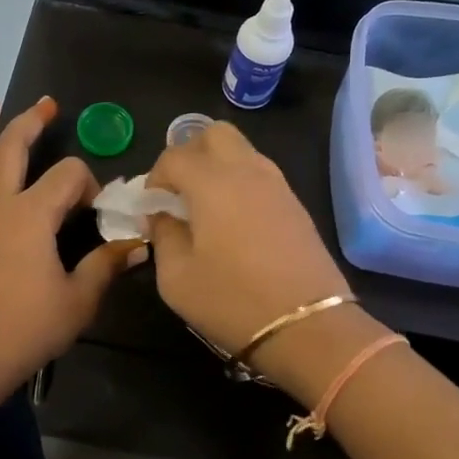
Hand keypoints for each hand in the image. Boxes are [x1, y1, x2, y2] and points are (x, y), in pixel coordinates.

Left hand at [0, 97, 144, 406]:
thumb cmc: (25, 331)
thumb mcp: (79, 301)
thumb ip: (106, 266)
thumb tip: (136, 245)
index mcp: (31, 215)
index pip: (68, 175)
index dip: (88, 184)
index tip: (93, 210)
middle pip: (10, 147)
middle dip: (31, 121)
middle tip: (46, 106)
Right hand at [143, 122, 351, 356]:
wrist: (307, 325)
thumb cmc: (232, 300)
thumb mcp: (176, 277)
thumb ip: (164, 236)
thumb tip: (162, 216)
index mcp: (212, 182)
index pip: (174, 156)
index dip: (155, 178)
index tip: (150, 208)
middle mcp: (246, 171)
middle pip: (214, 134)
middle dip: (190, 154)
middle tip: (179, 191)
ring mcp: (277, 184)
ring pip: (242, 150)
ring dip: (218, 166)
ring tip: (206, 207)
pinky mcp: (296, 204)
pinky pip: (261, 174)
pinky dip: (241, 182)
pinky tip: (234, 221)